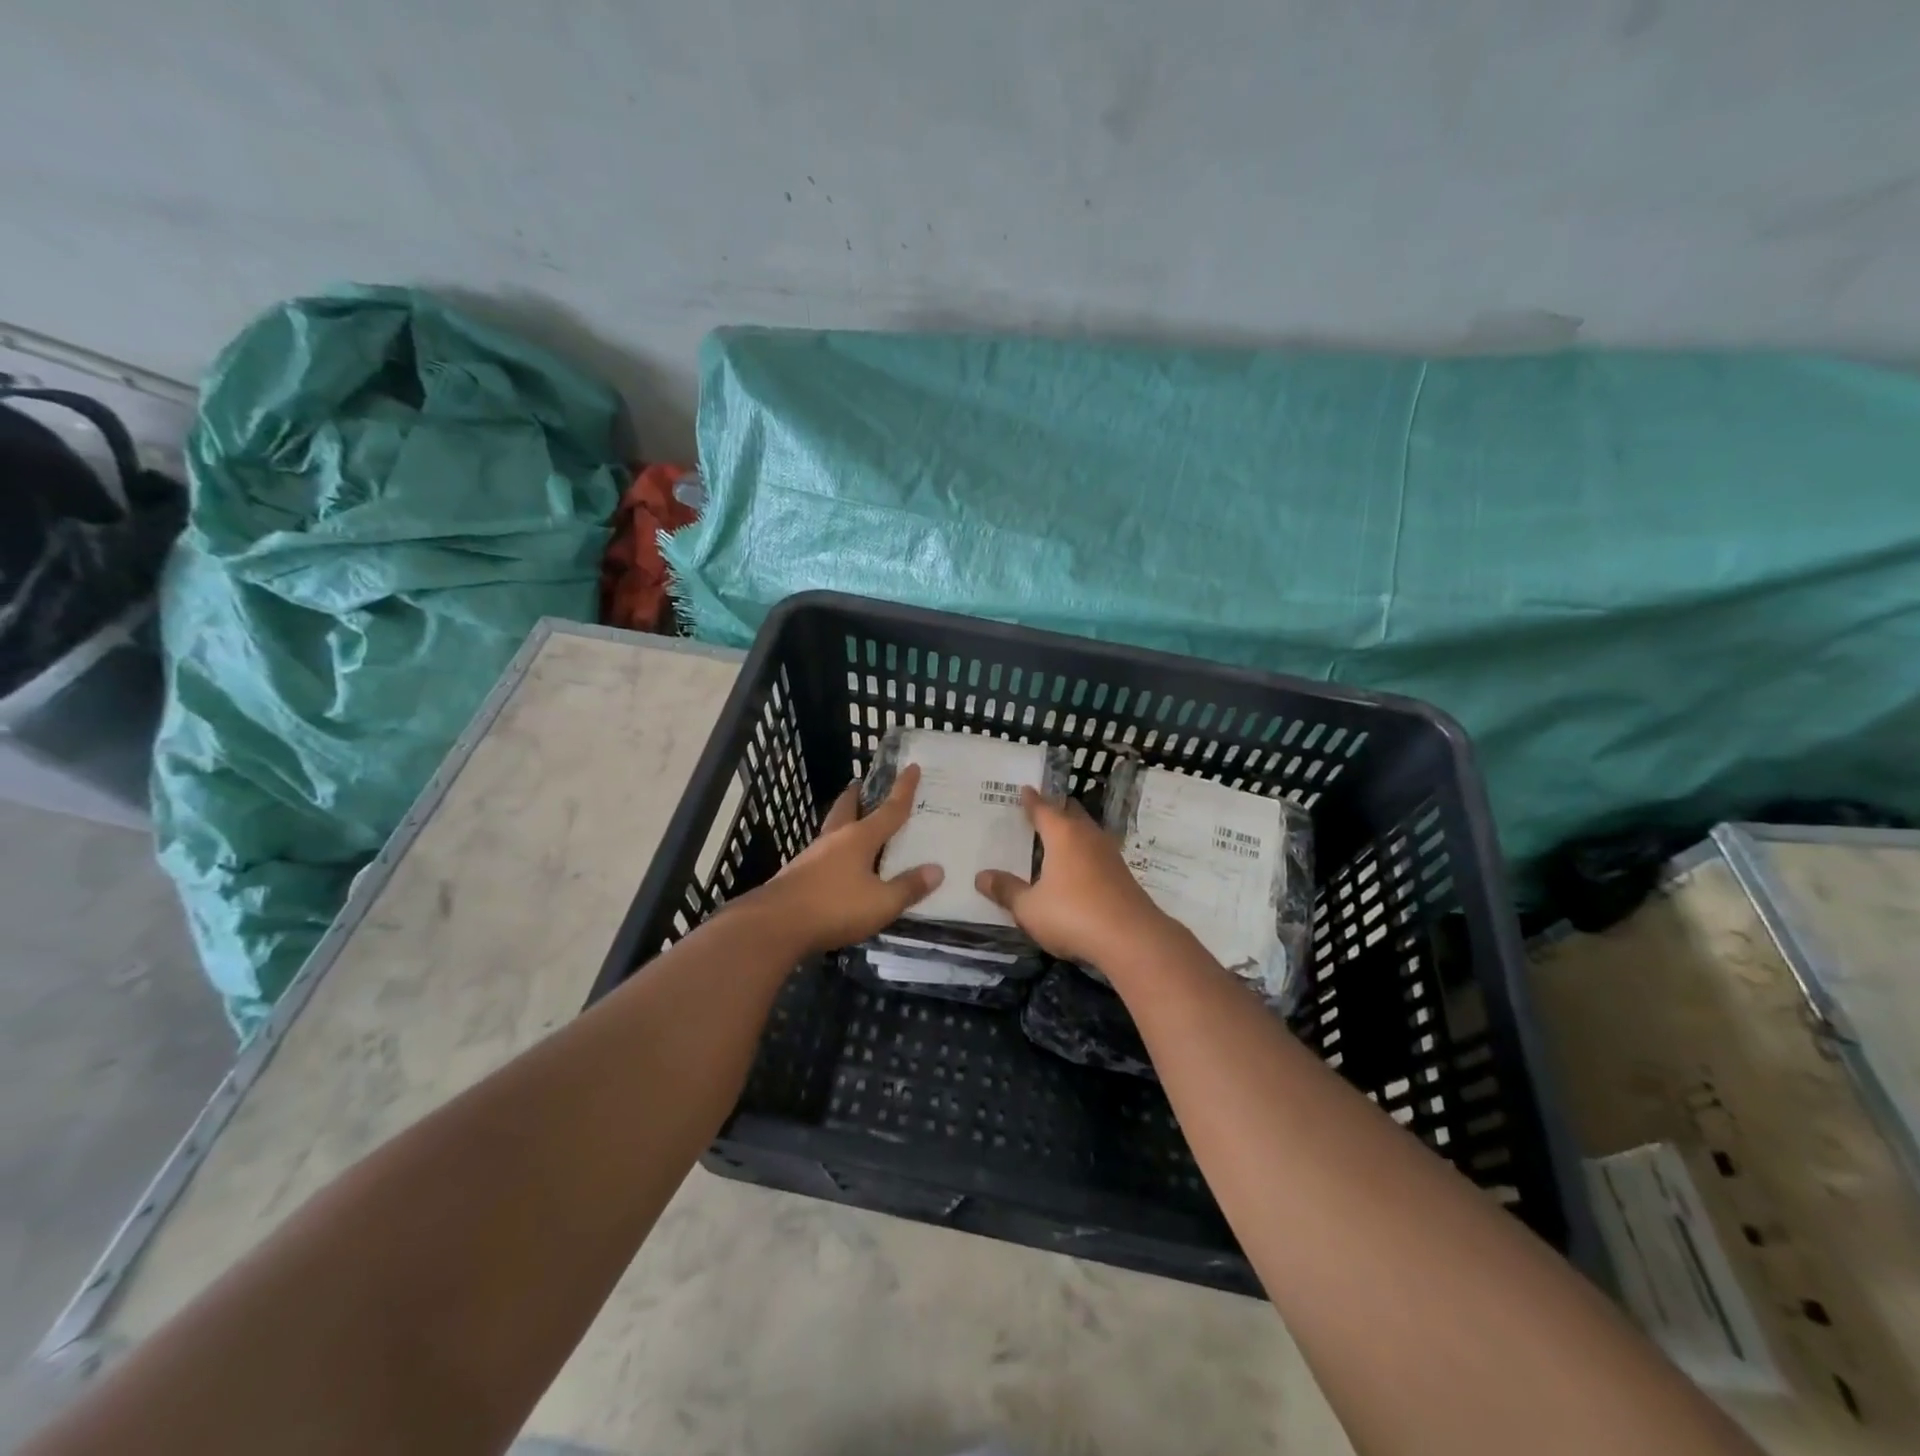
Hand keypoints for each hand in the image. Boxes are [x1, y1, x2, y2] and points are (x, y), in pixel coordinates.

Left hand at [752, 764, 943, 955]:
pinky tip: (837, 865)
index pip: (889, 810)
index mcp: (859, 838)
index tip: (912, 767)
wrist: (775, 925)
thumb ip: (909, 887)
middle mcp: (835, 840)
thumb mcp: (882, 903)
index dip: (904, 789)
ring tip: (854, 825)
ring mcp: (812, 856)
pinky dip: (834, 851)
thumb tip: (937, 870)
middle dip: (856, 796)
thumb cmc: (835, 907)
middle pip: (847, 809)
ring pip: (832, 830)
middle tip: (861, 785)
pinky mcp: (797, 875)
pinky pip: (822, 854)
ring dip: (843, 822)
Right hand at [975, 787, 1174, 971]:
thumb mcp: (1029, 908)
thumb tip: (981, 876)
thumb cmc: (1073, 915)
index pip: (1043, 808)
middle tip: (1039, 809)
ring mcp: (1110, 855)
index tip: (1025, 789)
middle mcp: (1088, 837)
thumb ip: (1007, 890)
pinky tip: (1077, 868)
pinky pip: (1097, 853)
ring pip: (1087, 832)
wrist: (1132, 939)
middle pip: (1071, 813)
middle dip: (1056, 809)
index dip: (1032, 800)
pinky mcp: (1123, 875)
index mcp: (1063, 835)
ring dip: (1073, 831)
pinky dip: (1084, 853)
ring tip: (1057, 837)